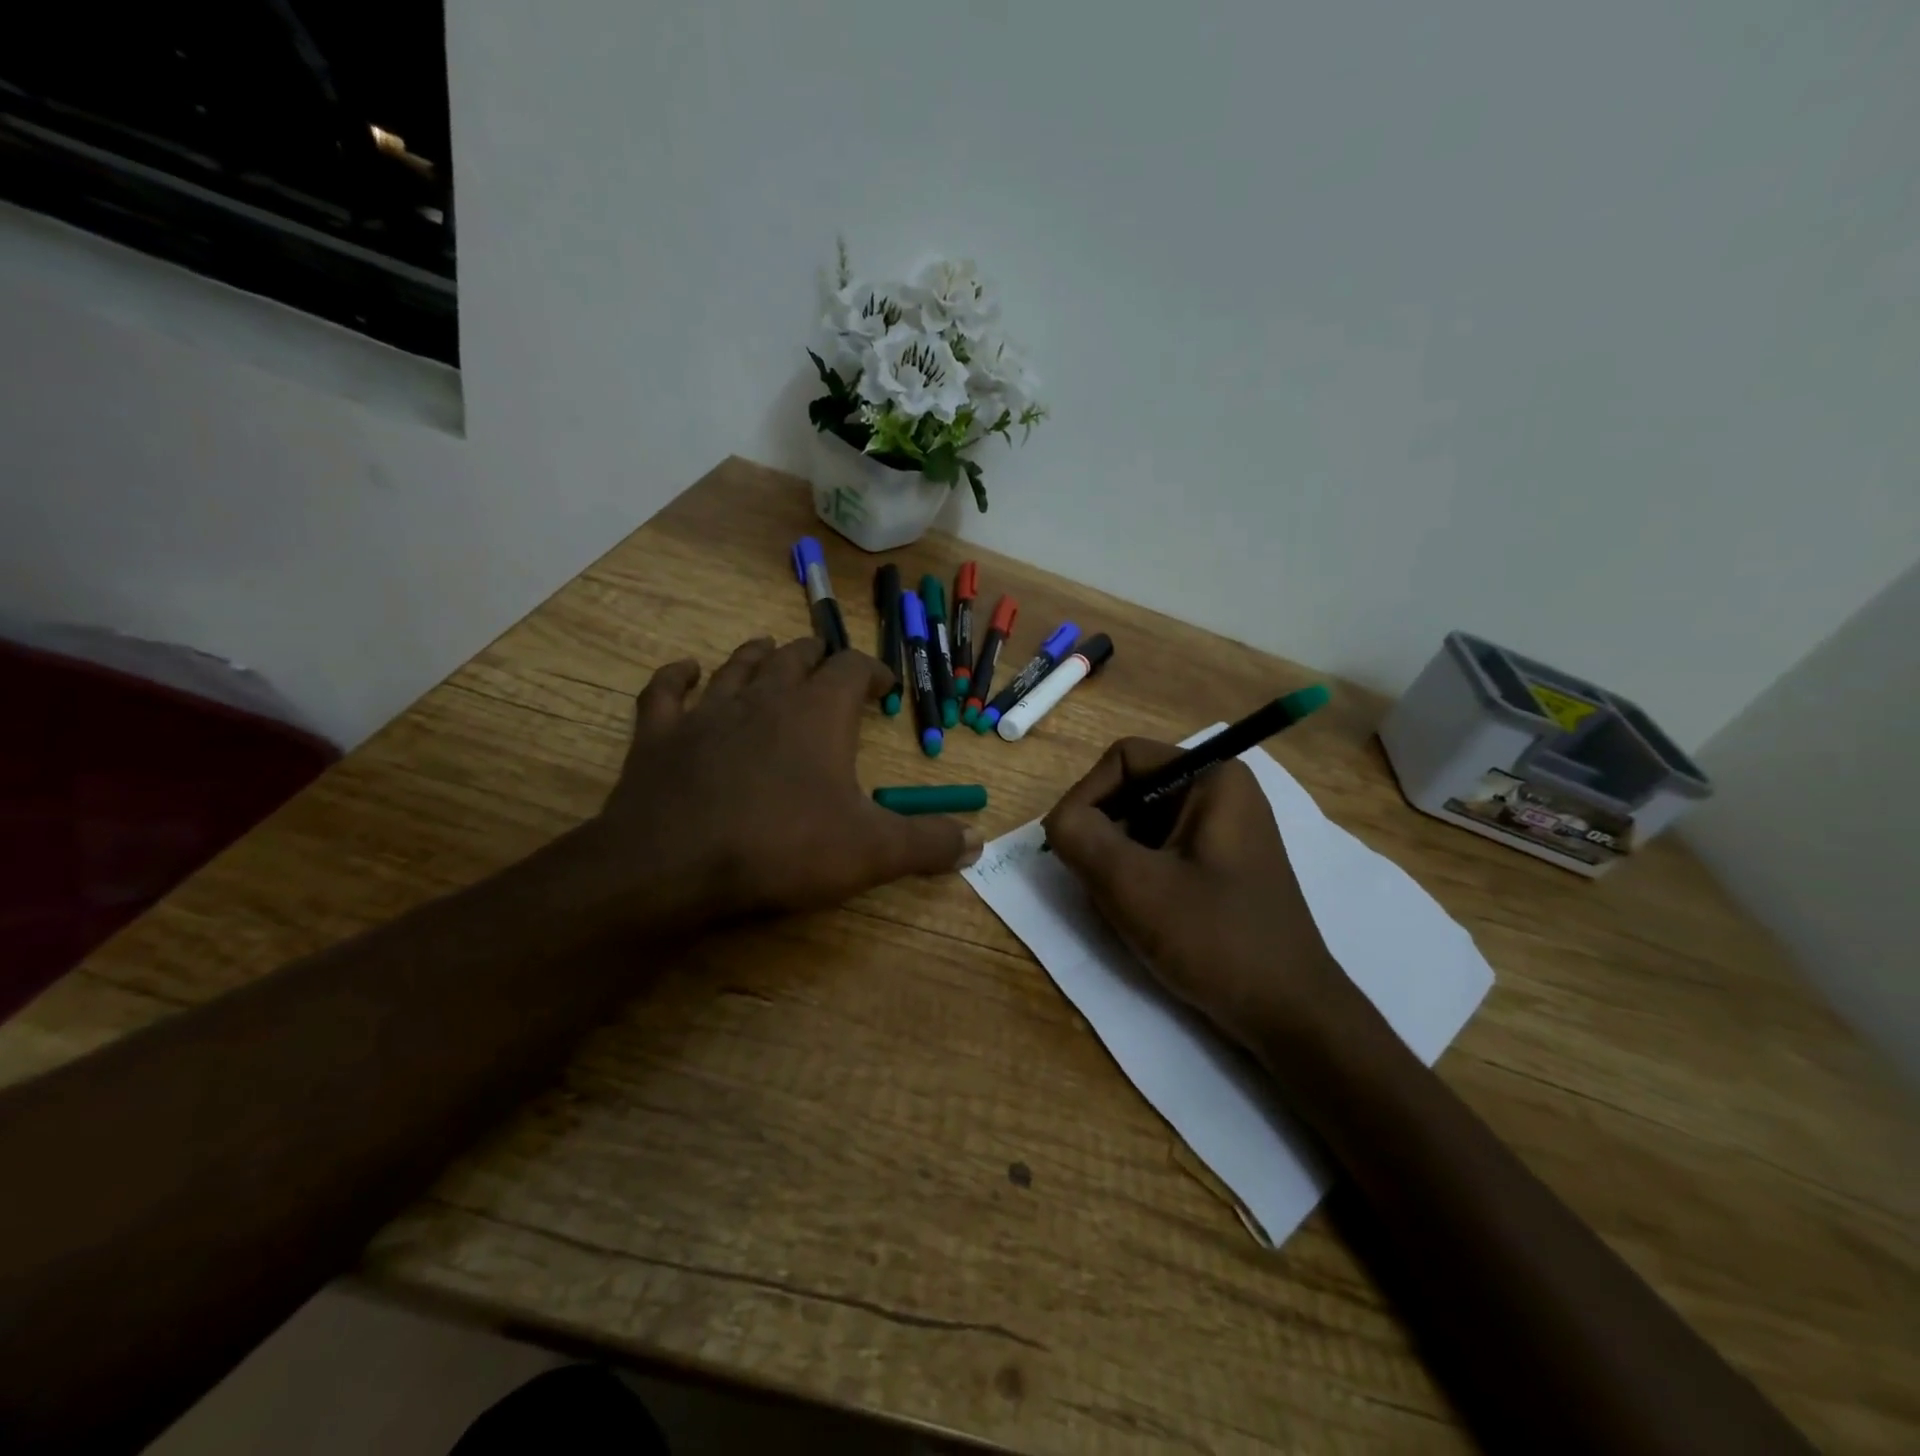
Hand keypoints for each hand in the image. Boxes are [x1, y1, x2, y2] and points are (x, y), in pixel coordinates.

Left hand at [584, 636, 980, 927]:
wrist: (673, 864)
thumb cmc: (782, 847)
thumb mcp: (871, 852)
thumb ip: (927, 844)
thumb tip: (979, 844)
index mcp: (818, 713)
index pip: (853, 669)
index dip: (872, 671)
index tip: (884, 686)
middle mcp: (765, 696)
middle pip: (796, 657)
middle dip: (818, 658)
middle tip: (830, 668)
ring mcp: (707, 711)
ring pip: (737, 665)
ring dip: (758, 656)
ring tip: (771, 652)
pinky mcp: (659, 734)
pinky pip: (666, 691)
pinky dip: (677, 677)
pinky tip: (685, 671)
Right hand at [1042, 738, 1359, 1052]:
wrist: (1289, 1014)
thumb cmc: (1215, 939)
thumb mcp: (1133, 885)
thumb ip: (1080, 838)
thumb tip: (1058, 821)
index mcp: (1212, 778)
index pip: (1123, 758)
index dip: (1086, 795)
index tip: (1069, 847)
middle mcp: (1221, 793)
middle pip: (1131, 791)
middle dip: (1103, 835)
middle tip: (1096, 884)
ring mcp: (1224, 831)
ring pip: (1140, 826)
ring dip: (1117, 862)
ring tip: (1122, 907)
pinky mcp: (1221, 866)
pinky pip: (1160, 852)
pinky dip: (1138, 877)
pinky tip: (1143, 917)